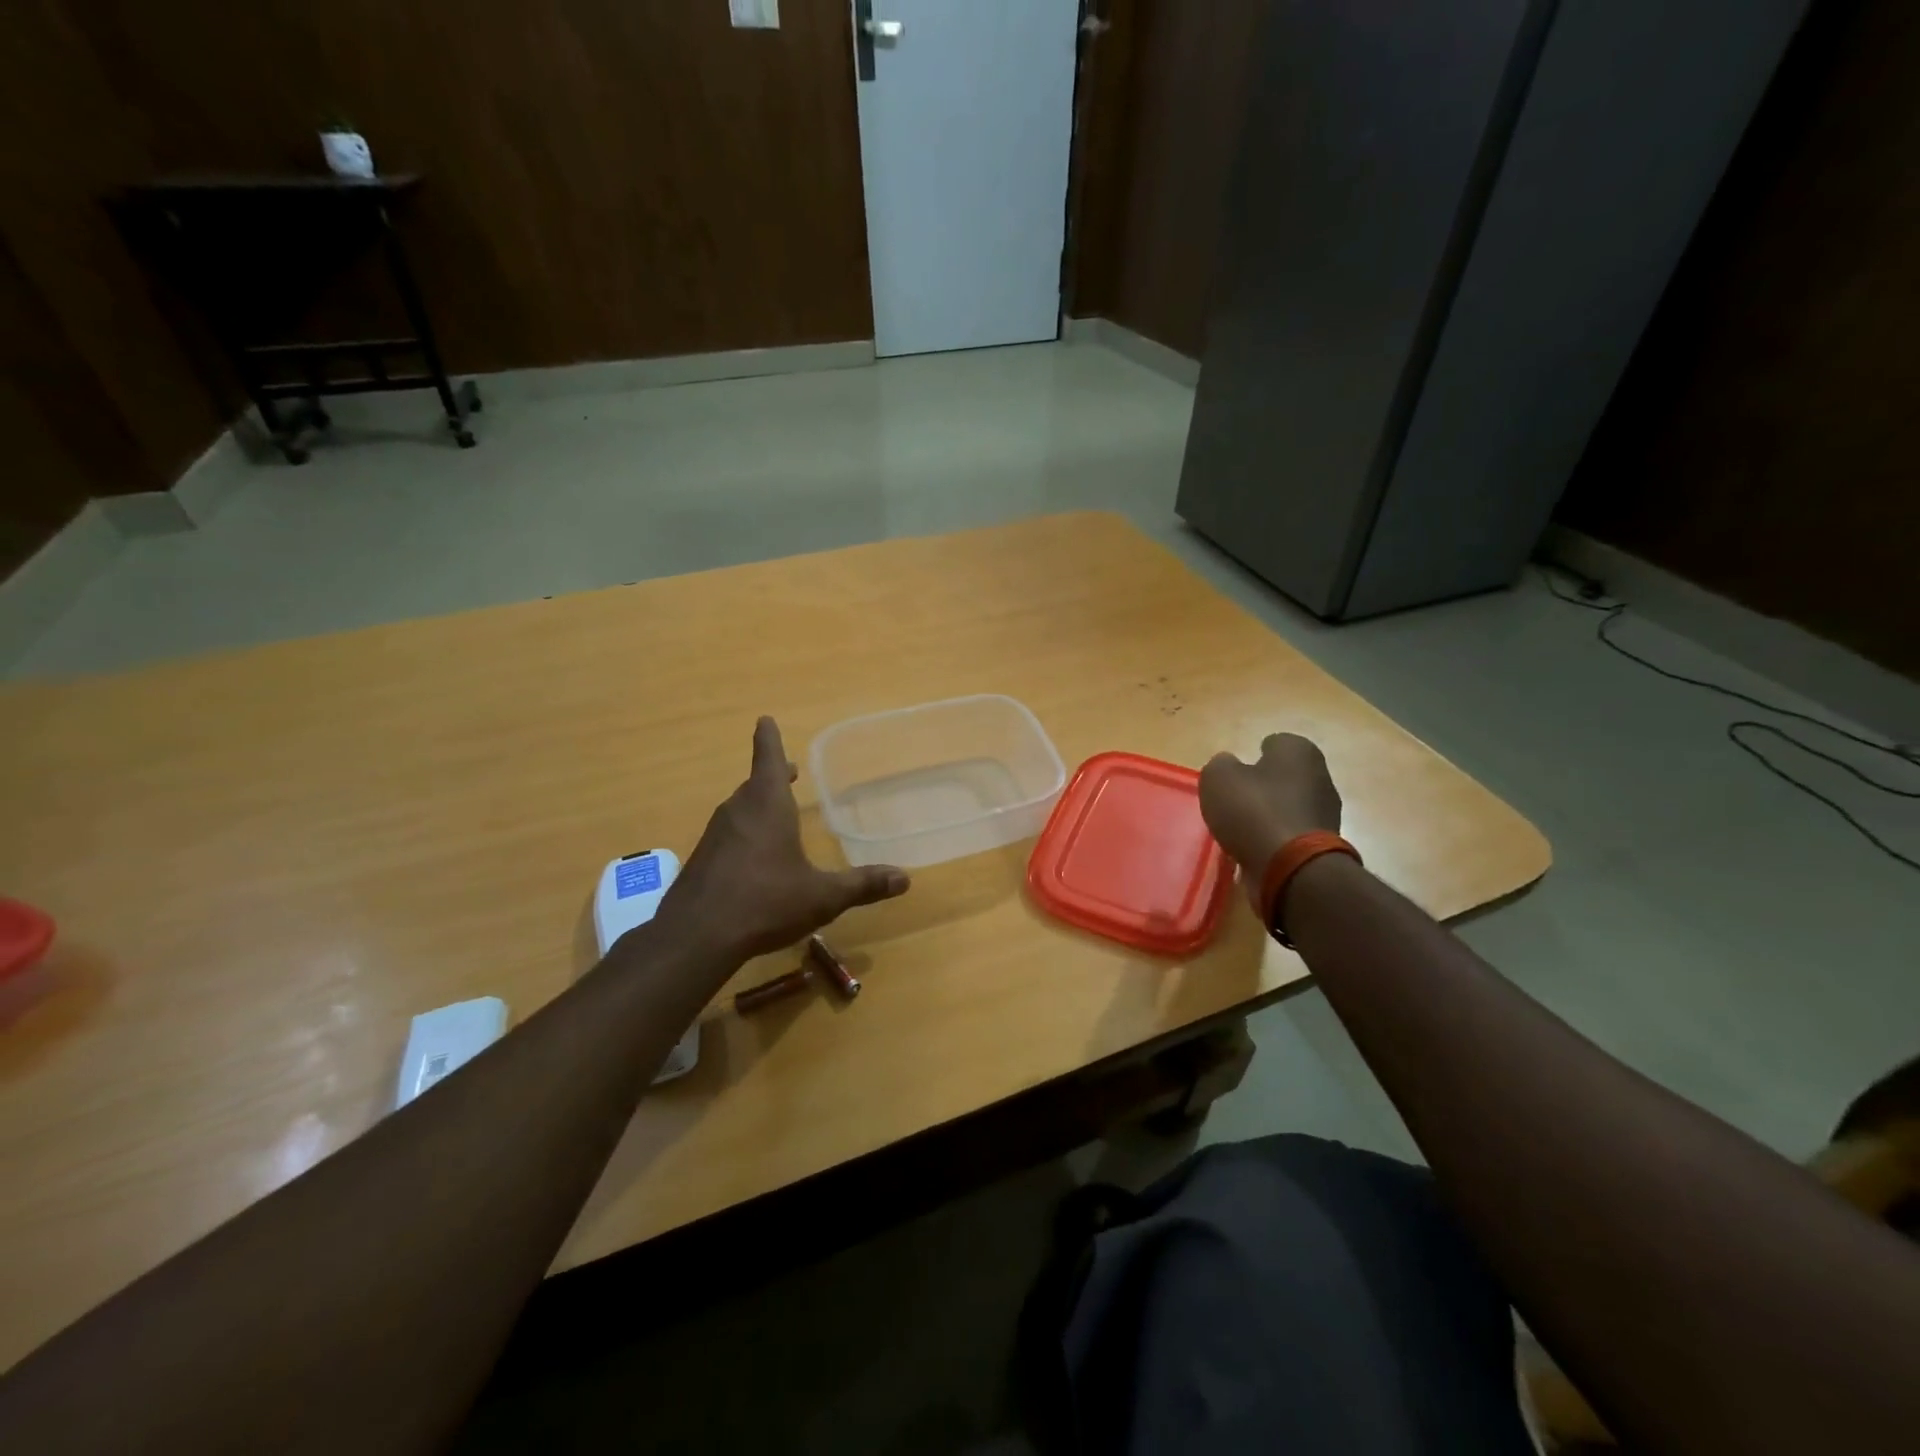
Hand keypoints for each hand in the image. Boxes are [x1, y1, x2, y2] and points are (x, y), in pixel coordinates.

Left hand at [658, 716, 910, 960]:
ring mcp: (715, 836)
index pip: (766, 758)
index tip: (764, 719)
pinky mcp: (702, 861)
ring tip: (774, 811)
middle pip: (754, 784)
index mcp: (767, 806)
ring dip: (757, 804)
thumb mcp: (822, 896)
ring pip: (740, 809)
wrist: (696, 937)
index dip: (768, 738)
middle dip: (770, 775)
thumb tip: (904, 879)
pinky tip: (753, 859)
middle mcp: (738, 812)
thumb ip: (862, 885)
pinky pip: (728, 835)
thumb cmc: (765, 902)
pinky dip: (744, 833)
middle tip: (785, 770)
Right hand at [1199, 733, 1342, 907]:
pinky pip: (1292, 833)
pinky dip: (1276, 838)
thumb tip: (1228, 766)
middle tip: (1236, 800)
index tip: (1237, 772)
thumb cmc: (1254, 811)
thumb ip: (1220, 765)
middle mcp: (1320, 775)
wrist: (1292, 867)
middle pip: (1285, 776)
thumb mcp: (1218, 778)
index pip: (1275, 742)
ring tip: (1242, 829)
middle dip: (1264, 786)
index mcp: (1299, 751)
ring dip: (1271, 814)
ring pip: (1290, 805)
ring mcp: (1326, 812)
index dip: (1253, 755)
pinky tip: (1256, 849)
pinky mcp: (1325, 844)